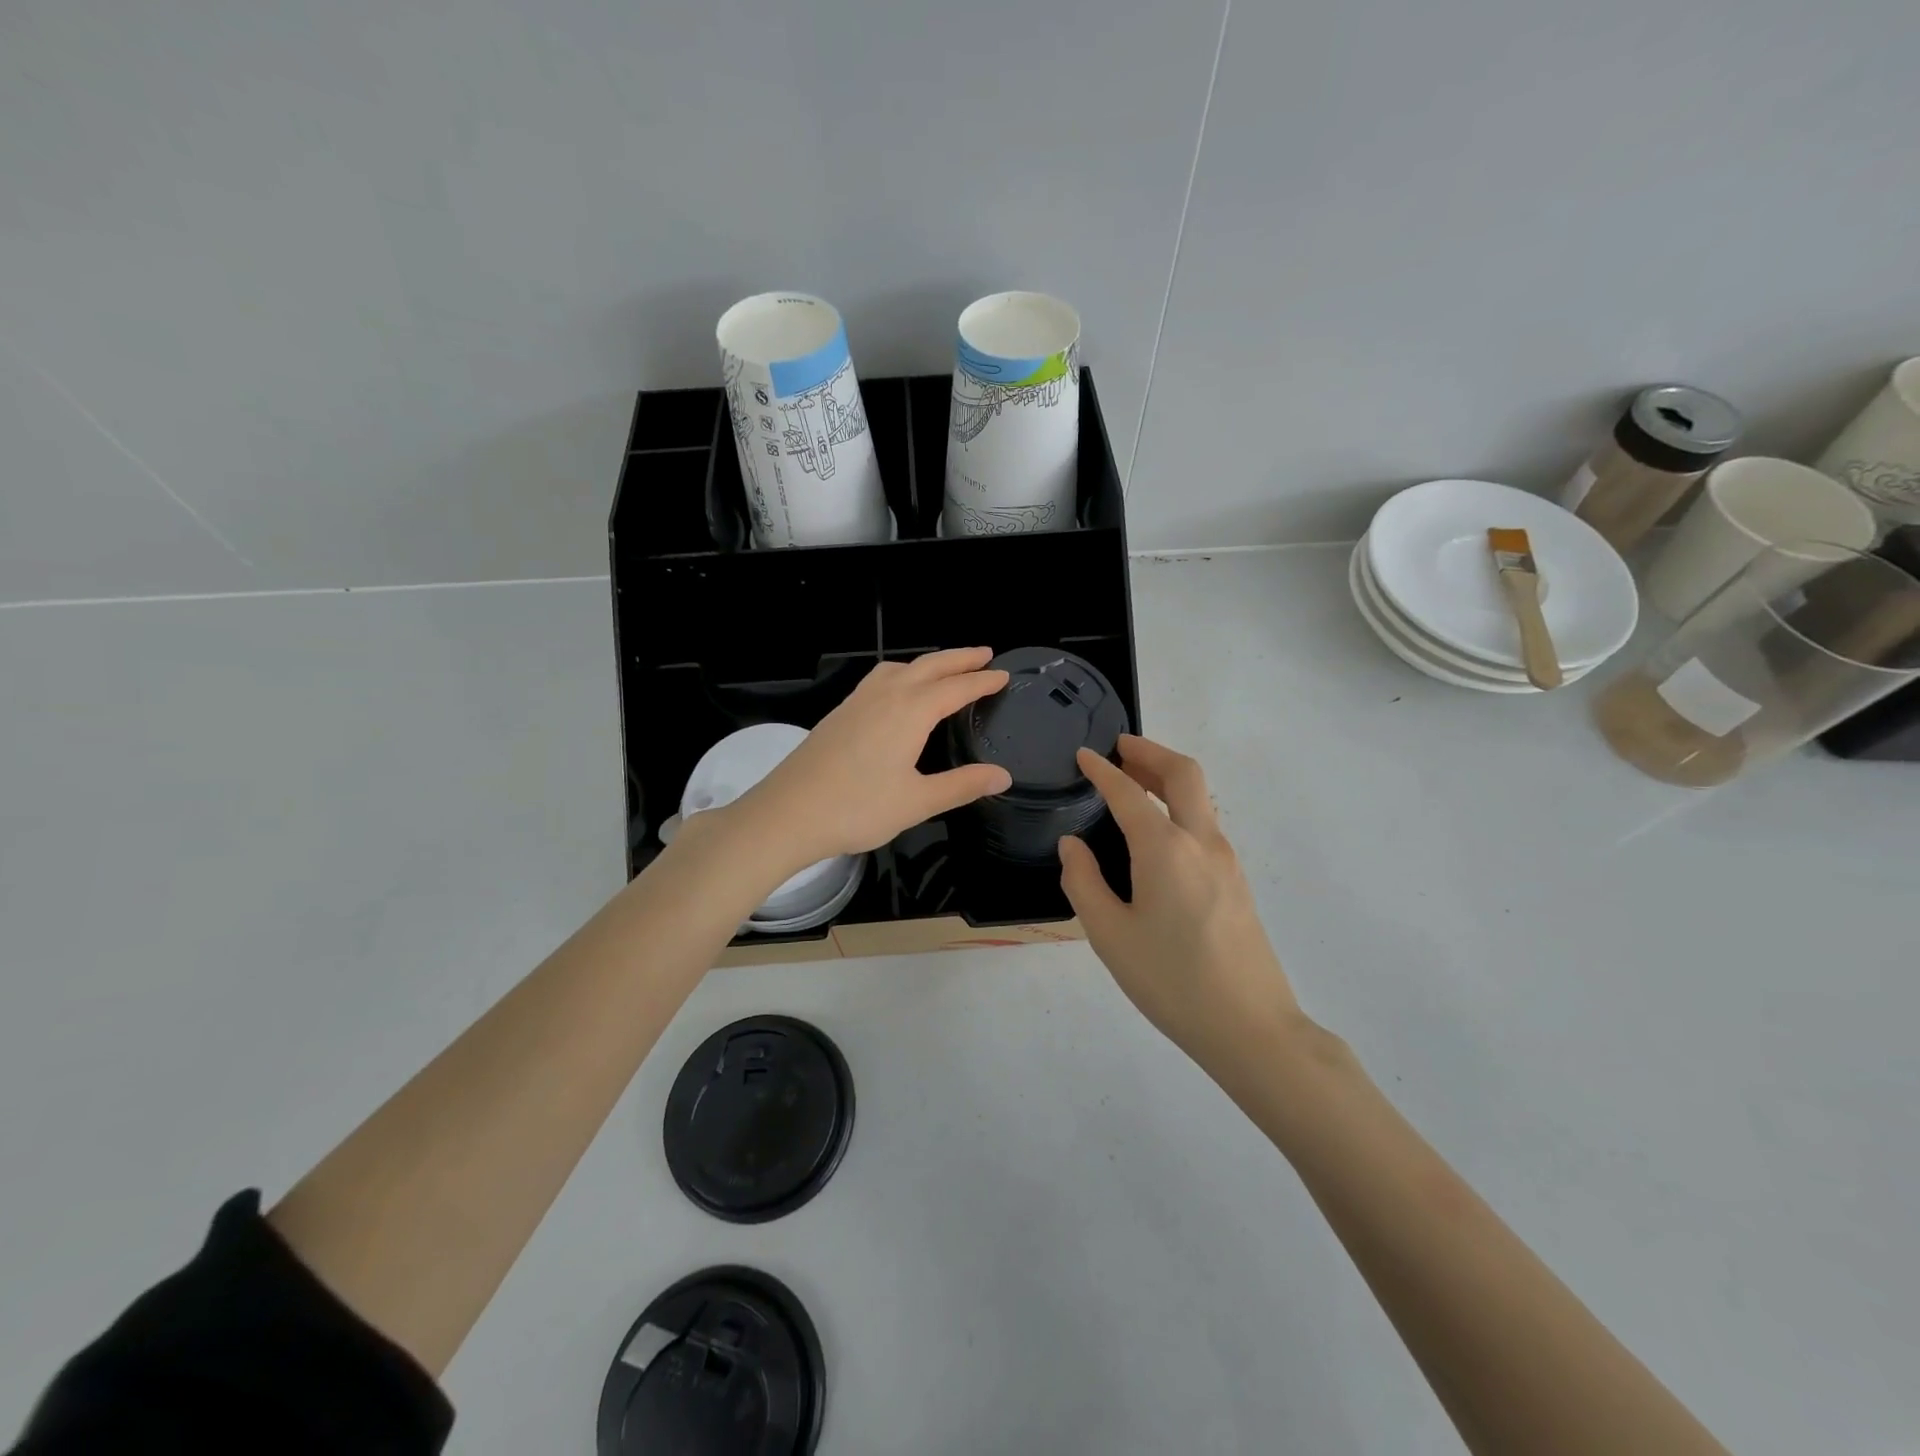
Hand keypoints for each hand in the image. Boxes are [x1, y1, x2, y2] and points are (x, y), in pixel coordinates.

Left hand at [736, 648, 1012, 869]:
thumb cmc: (857, 809)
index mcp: (909, 712)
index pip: (956, 688)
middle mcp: (885, 696)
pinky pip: (878, 679)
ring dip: (927, 663)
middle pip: (929, 666)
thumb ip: (962, 785)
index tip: (1004, 675)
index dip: (982, 681)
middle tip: (985, 653)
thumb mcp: (918, 802)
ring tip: (944, 669)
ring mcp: (857, 702)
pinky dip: (901, 674)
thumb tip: (1003, 776)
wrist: (787, 814)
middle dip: (959, 658)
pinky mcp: (839, 714)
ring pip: (899, 668)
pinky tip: (897, 693)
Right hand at [1058, 735, 1304, 1066]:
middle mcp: (1201, 842)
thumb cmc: (1171, 981)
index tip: (1082, 755)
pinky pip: (1205, 823)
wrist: (1251, 1027)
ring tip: (1135, 780)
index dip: (1102, 770)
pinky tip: (1158, 830)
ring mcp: (1226, 860)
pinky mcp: (1237, 880)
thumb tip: (1072, 846)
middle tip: (1119, 747)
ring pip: (1200, 796)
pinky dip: (1180, 805)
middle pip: (1183, 773)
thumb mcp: (1109, 936)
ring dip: (1168, 776)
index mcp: (1165, 849)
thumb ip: (1084, 882)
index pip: (1128, 793)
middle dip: (1150, 751)